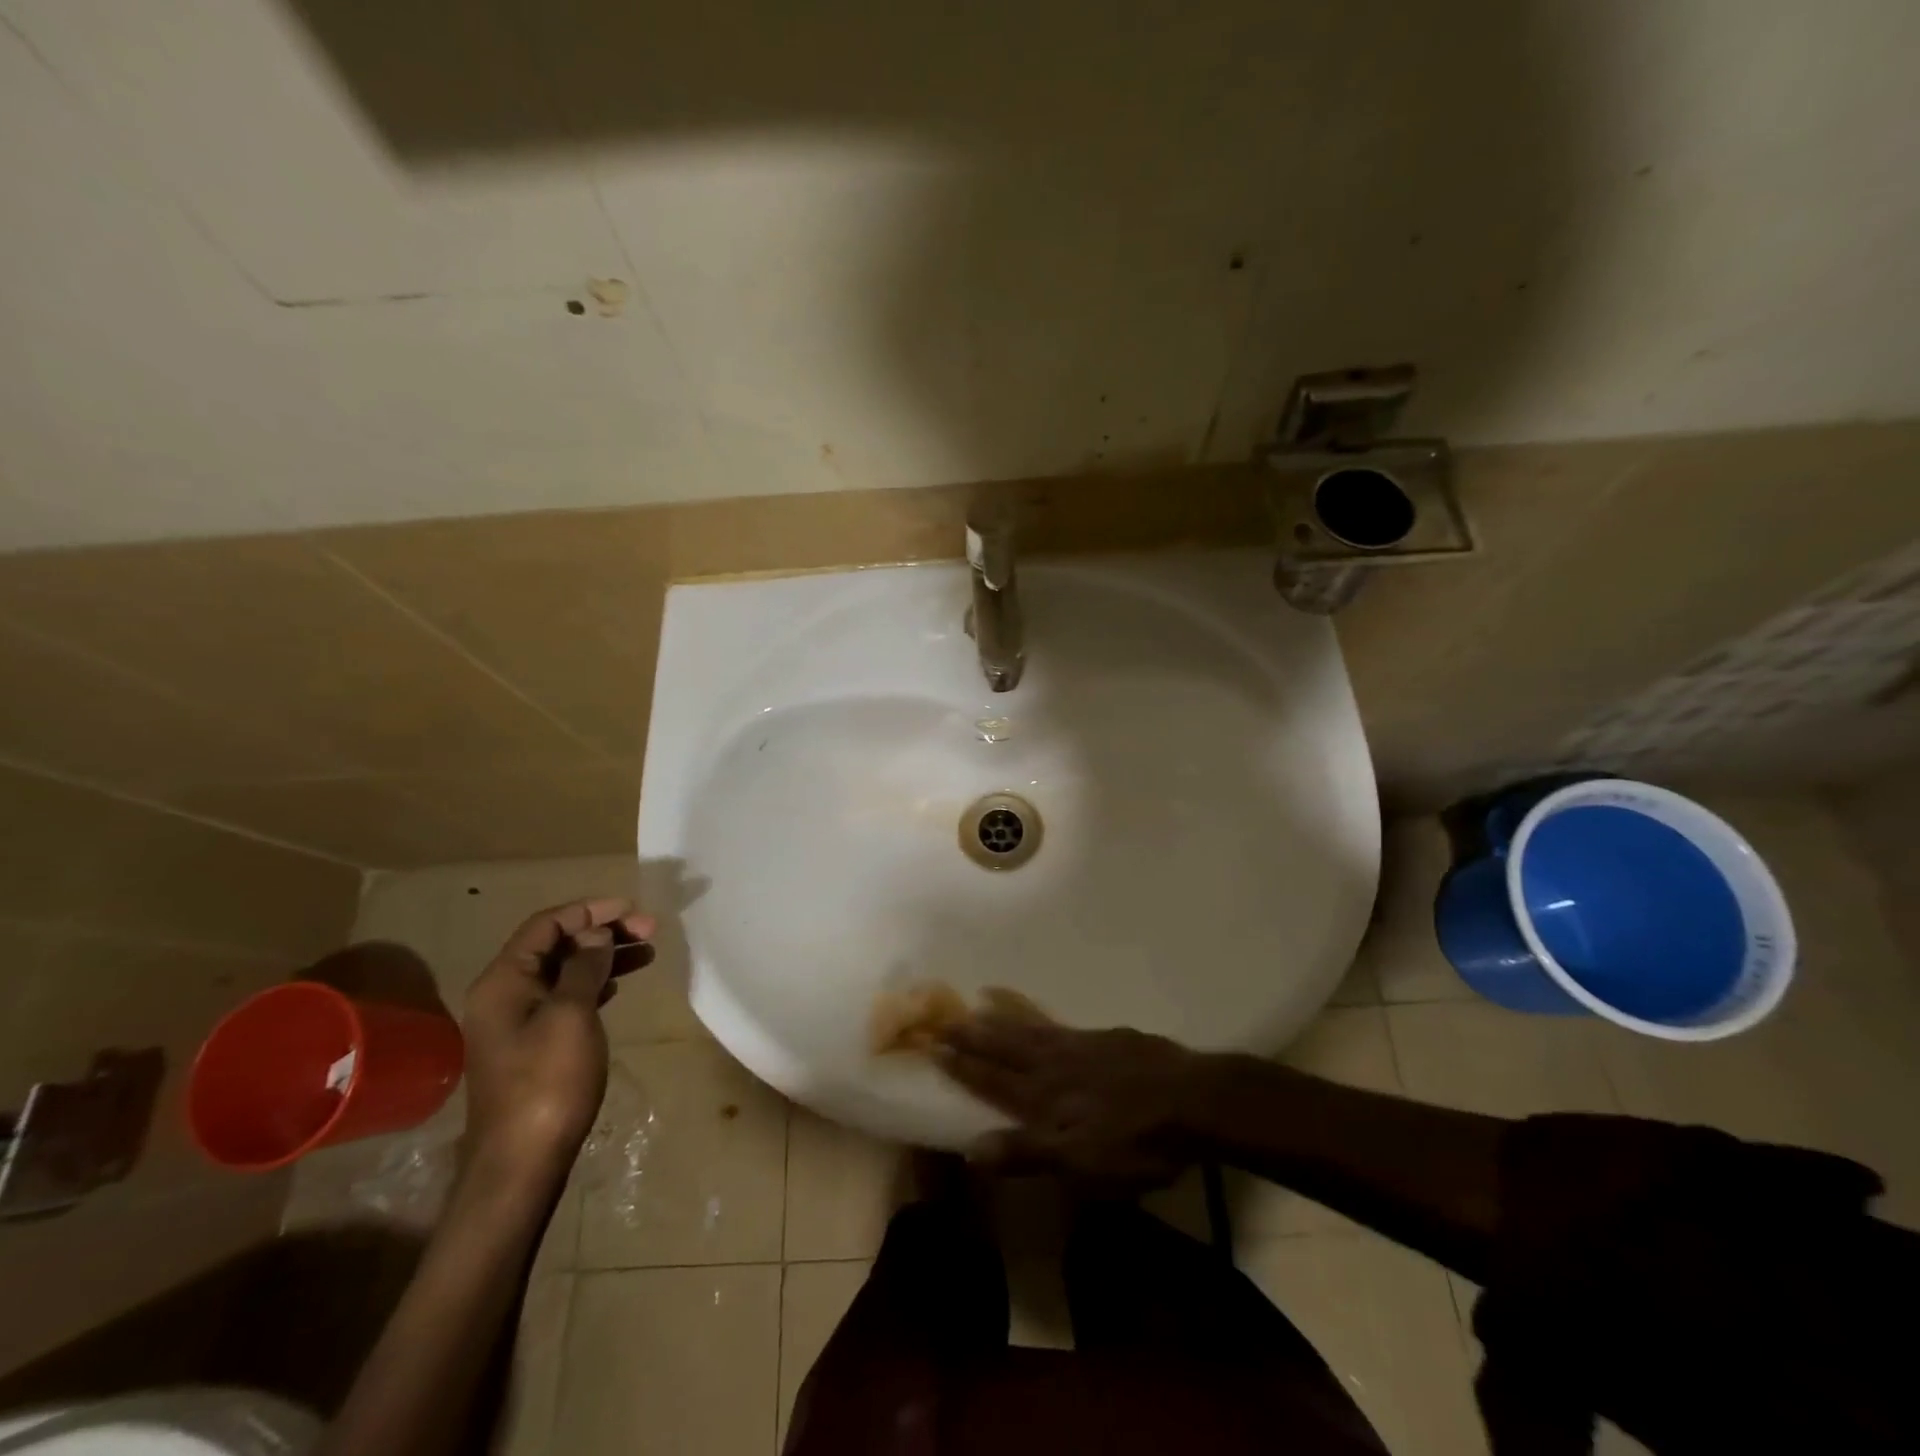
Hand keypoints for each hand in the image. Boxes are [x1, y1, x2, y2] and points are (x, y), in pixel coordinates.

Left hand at [460, 899, 653, 1188]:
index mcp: (503, 981)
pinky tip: (620, 985)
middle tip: (650, 931)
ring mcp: (517, 1021)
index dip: (590, 910)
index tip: (634, 909)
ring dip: (604, 957)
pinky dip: (595, 984)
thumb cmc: (547, 1081)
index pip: (546, 925)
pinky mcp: (532, 1045)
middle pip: (556, 945)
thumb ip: (585, 967)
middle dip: (602, 932)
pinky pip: (565, 997)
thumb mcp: (571, 1014)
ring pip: (564, 971)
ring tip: (648, 953)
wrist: (521, 1162)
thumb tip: (596, 934)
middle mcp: (504, 994)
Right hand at [934, 1014, 1209, 1186]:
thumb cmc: (1136, 1142)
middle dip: (975, 1036)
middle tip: (946, 1019)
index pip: (993, 1080)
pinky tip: (1037, 1015)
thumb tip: (972, 1149)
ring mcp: (1082, 1046)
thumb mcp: (1081, 1163)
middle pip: (1007, 1048)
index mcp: (1045, 1098)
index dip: (964, 1066)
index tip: (935, 1047)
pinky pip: (1060, 1023)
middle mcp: (1055, 1065)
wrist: (1192, 1100)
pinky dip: (1040, 1016)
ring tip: (981, 1002)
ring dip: (1002, 1020)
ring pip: (1031, 1030)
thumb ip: (1027, 1153)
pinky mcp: (1107, 1039)